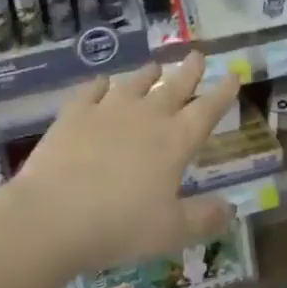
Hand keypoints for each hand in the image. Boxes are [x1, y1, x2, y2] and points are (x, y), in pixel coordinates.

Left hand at [9, 55, 242, 279]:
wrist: (52, 216)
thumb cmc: (120, 226)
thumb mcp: (172, 232)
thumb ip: (204, 217)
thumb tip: (231, 208)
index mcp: (175, 142)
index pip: (207, 110)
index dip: (223, 92)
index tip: (233, 74)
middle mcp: (146, 117)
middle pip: (174, 87)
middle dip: (189, 71)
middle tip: (198, 55)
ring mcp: (107, 111)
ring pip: (134, 84)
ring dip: (147, 74)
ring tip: (155, 66)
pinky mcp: (73, 115)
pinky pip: (90, 91)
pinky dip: (99, 85)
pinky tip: (101, 83)